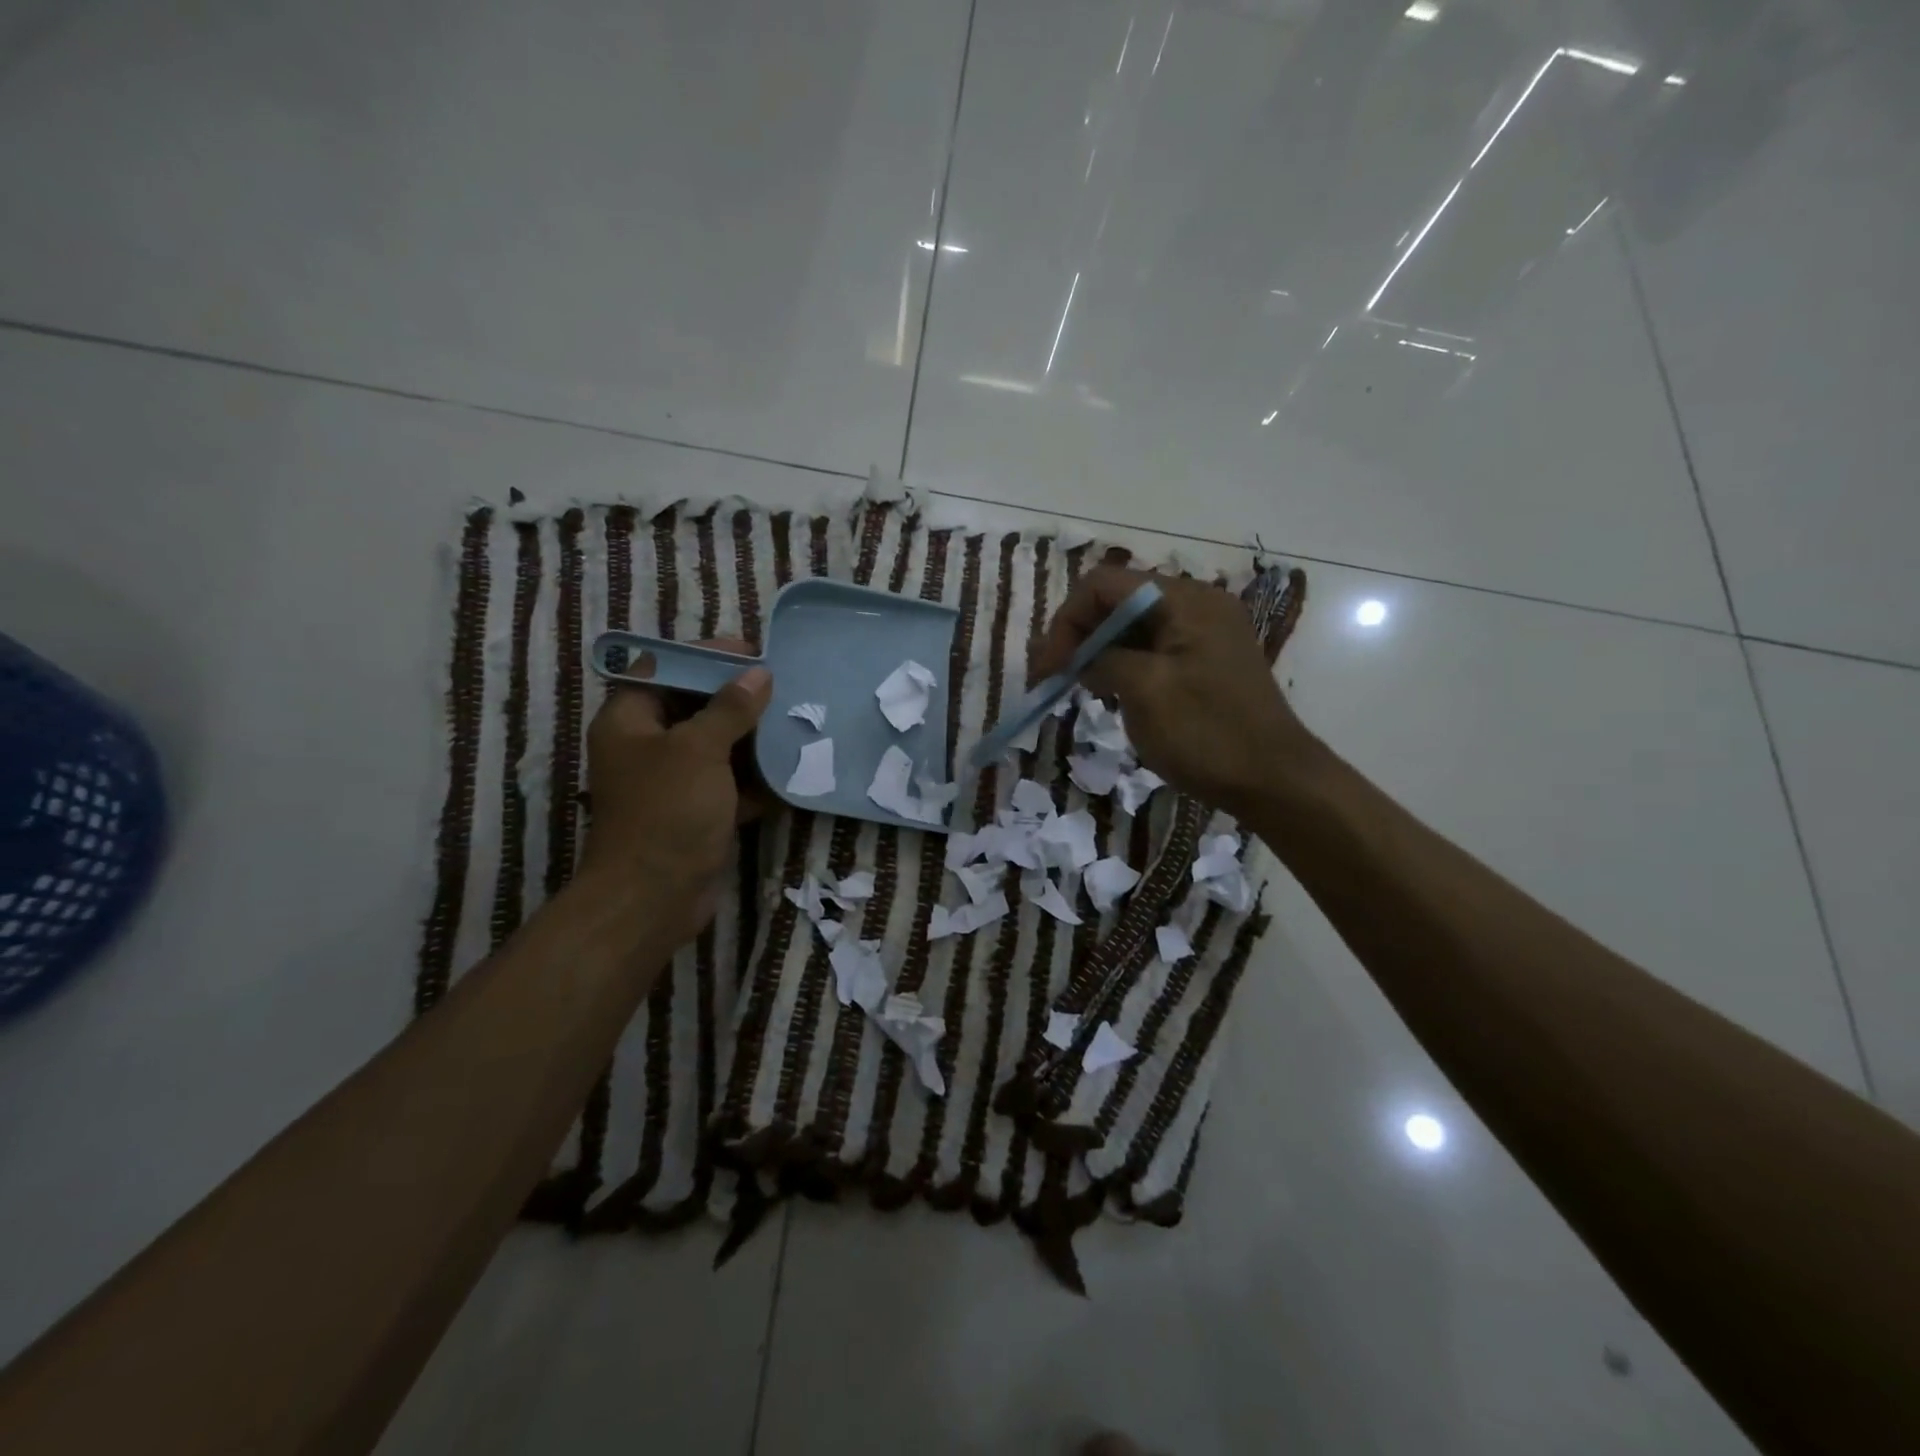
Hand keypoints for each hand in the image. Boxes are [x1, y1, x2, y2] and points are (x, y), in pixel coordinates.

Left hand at [574, 639, 771, 943]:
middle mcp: (647, 746)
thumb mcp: (699, 750)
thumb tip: (758, 674)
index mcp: (630, 721)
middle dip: (737, 697)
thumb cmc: (667, 812)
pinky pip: (729, 782)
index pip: (663, 668)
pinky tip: (789, 768)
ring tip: (794, 721)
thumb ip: (729, 708)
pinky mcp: (696, 811)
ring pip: (716, 745)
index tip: (749, 652)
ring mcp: (672, 781)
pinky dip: (755, 777)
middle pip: (694, 706)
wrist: (654, 898)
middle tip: (781, 685)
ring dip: (752, 737)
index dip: (704, 656)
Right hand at [1033, 566, 1314, 816]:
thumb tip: (1082, 658)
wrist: (1274, 781)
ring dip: (1100, 650)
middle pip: (1119, 601)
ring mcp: (1205, 633)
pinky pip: (1154, 648)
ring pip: (1134, 626)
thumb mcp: (1145, 691)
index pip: (1104, 584)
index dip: (1067, 620)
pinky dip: (1125, 663)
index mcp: (1185, 600)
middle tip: (1054, 676)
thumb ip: (1104, 660)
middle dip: (1080, 634)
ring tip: (1078, 685)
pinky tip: (1110, 691)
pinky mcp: (1207, 661)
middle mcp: (1197, 604)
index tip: (1049, 667)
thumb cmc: (1206, 733)